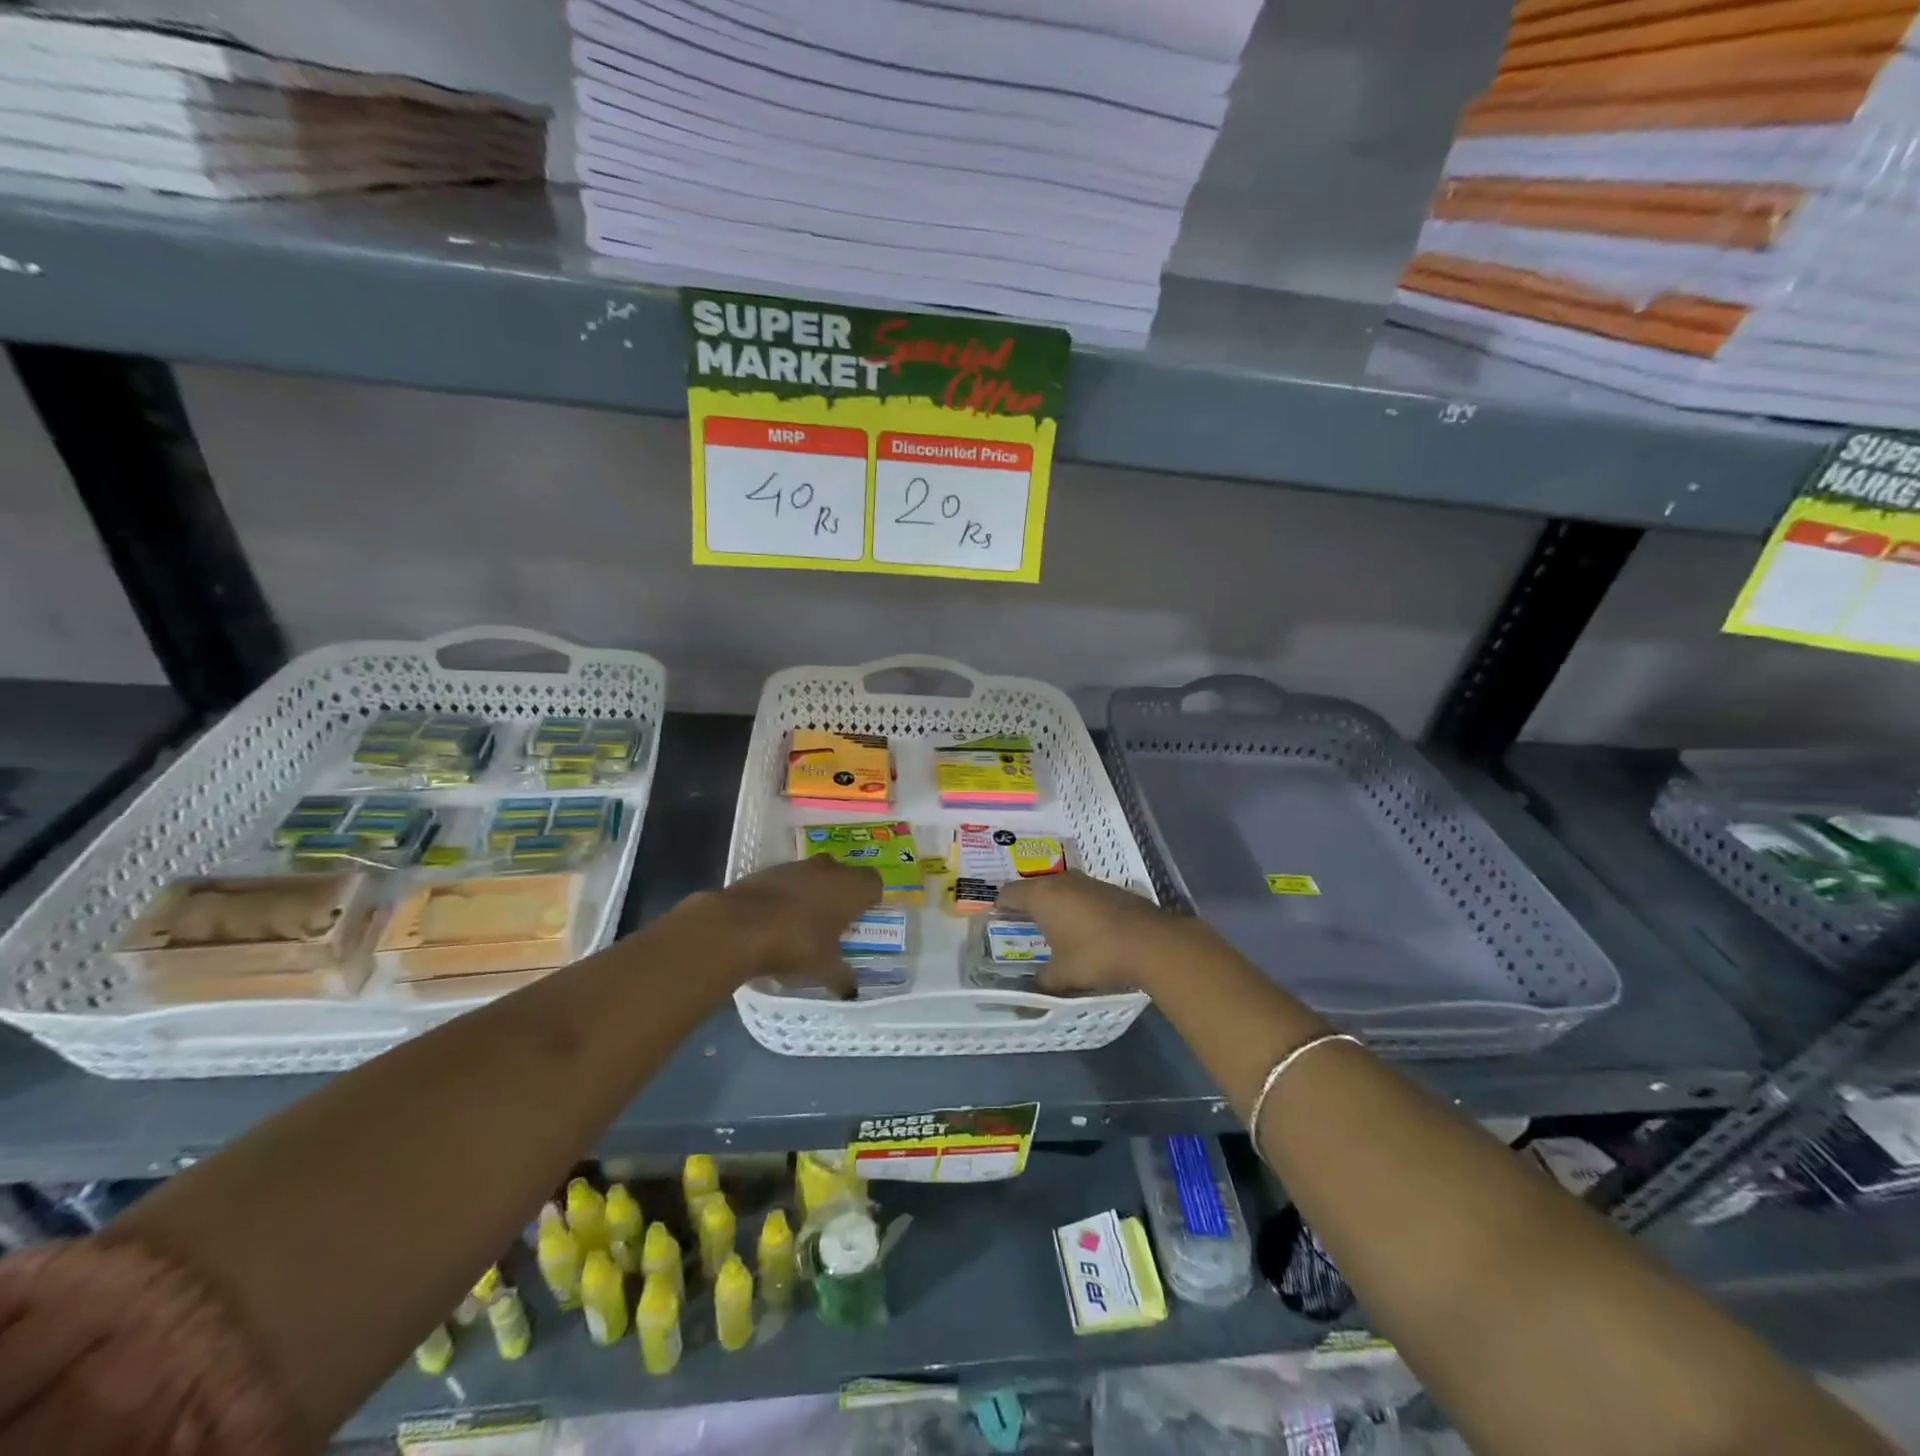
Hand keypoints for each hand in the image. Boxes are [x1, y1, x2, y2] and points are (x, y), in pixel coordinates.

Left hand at [704, 856, 882, 996]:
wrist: (739, 926)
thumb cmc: (796, 944)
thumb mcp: (823, 969)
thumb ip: (842, 978)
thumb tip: (852, 992)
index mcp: (851, 888)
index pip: (874, 883)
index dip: (870, 899)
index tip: (862, 918)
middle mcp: (829, 869)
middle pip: (845, 875)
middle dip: (842, 894)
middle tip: (836, 921)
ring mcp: (797, 866)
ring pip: (816, 874)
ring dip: (815, 891)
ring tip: (805, 921)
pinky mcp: (769, 870)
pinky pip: (789, 880)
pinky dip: (788, 893)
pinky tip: (778, 917)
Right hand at [995, 871, 1184, 995]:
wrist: (1150, 942)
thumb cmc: (1095, 954)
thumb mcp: (1063, 975)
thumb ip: (1042, 981)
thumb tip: (1030, 994)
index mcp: (1041, 896)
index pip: (1008, 893)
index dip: (1000, 907)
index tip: (997, 922)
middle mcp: (1061, 881)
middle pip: (1034, 888)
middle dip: (1027, 905)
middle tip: (1022, 927)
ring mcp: (1088, 882)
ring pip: (1060, 889)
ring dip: (1054, 905)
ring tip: (1052, 928)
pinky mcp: (1110, 889)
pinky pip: (1082, 894)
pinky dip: (1076, 907)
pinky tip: (1083, 928)